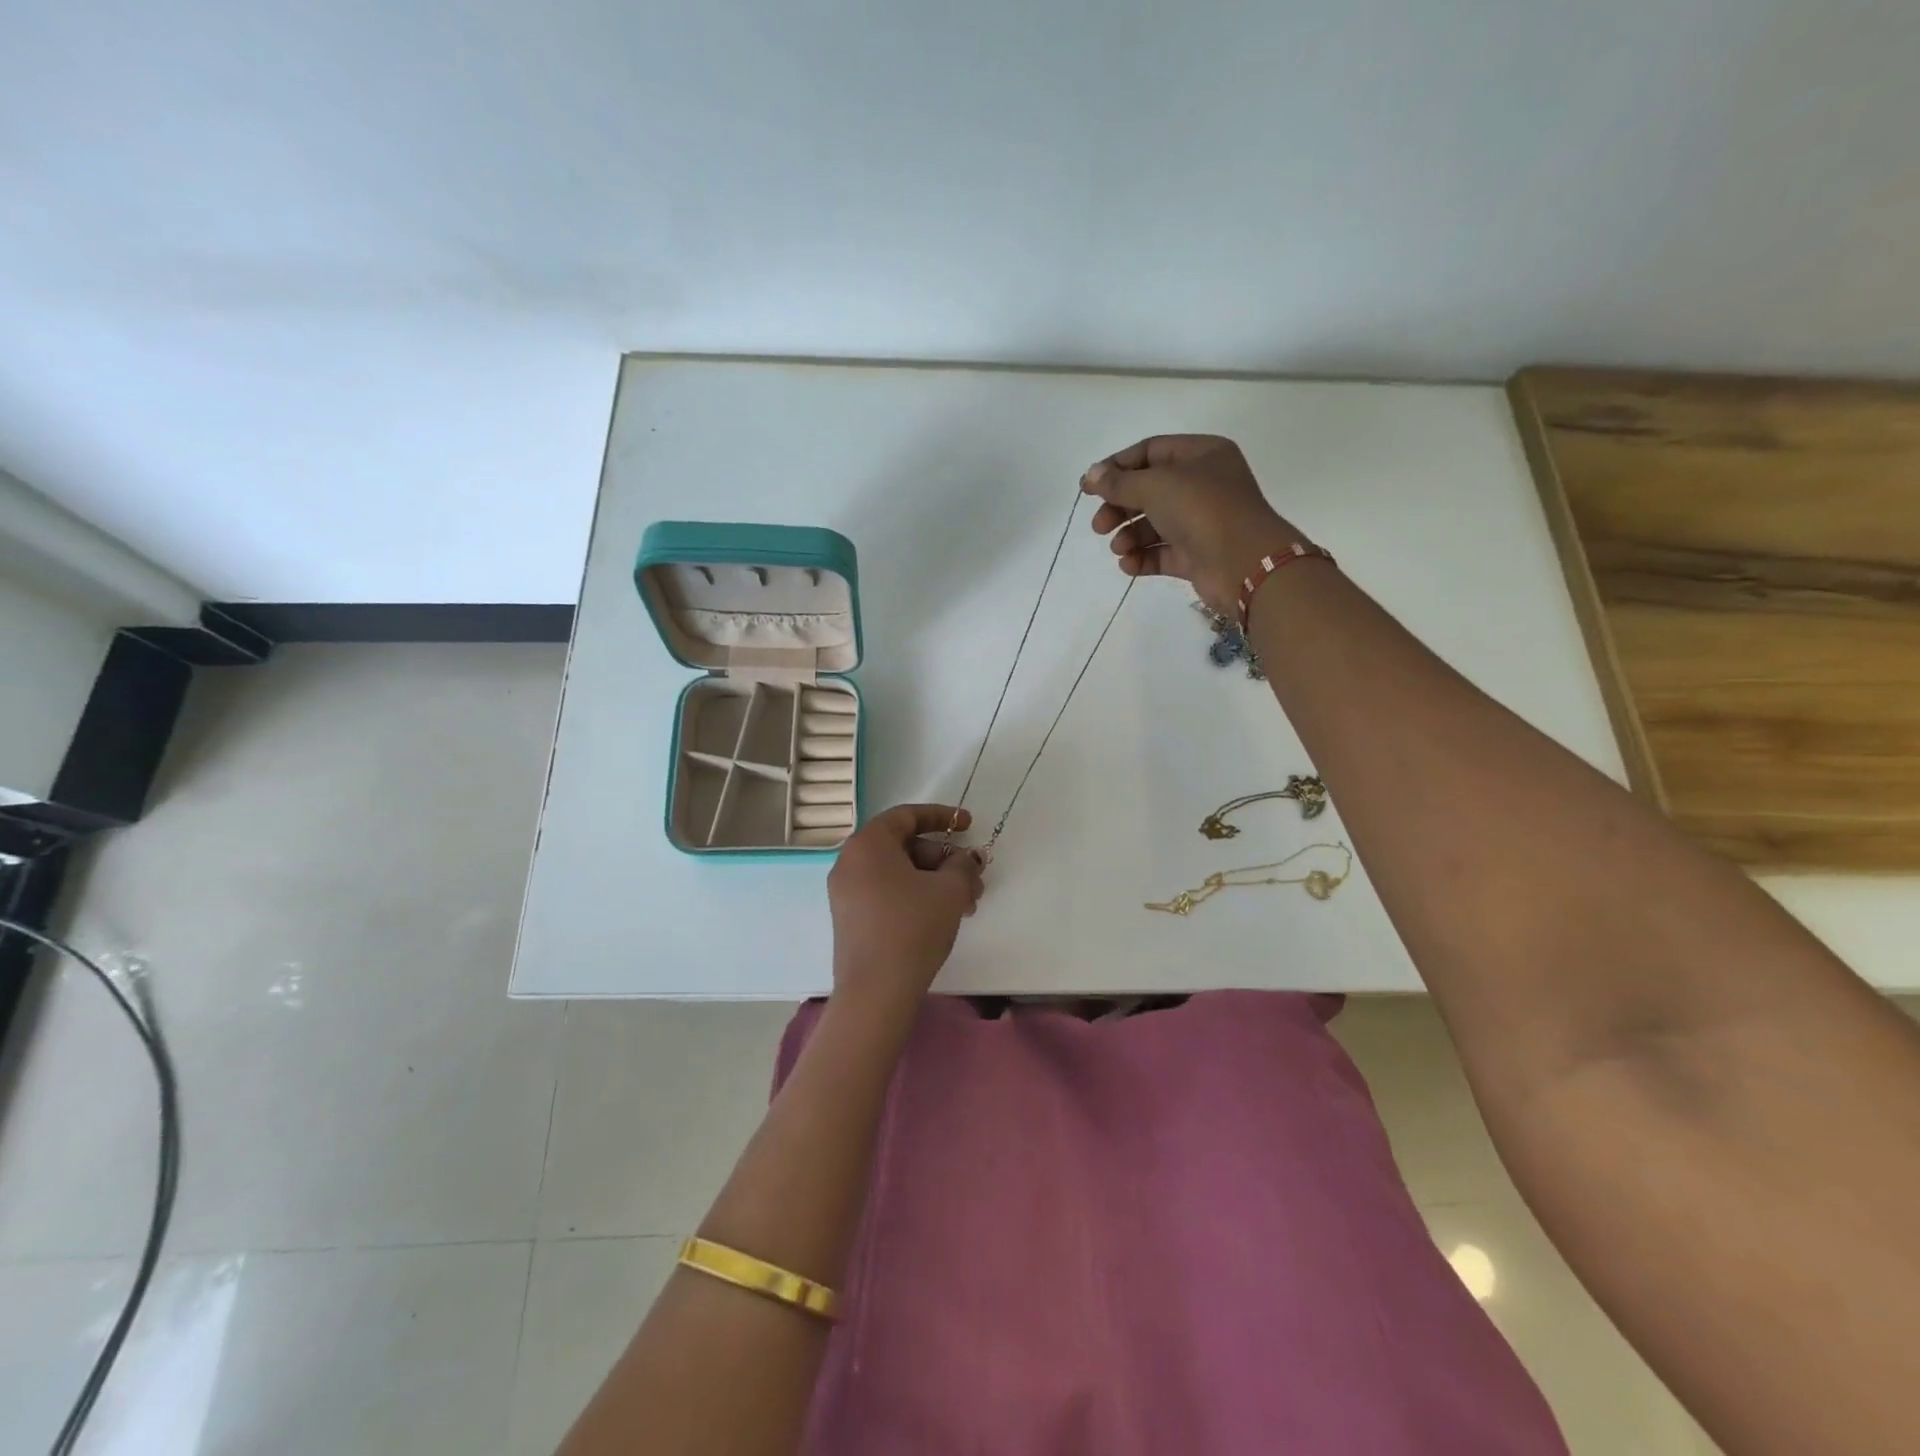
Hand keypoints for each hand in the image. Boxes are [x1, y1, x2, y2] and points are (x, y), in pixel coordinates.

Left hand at [827, 804, 985, 1023]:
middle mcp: (849, 862)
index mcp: (868, 844)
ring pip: (897, 872)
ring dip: (934, 880)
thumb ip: (962, 864)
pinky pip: (885, 892)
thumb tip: (966, 859)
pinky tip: (941, 916)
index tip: (968, 825)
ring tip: (966, 904)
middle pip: (903, 845)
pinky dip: (914, 895)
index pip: (906, 816)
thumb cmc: (913, 927)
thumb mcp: (950, 889)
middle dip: (943, 858)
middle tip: (972, 877)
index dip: (941, 816)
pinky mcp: (850, 919)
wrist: (876, 991)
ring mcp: (846, 892)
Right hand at [1081, 435, 1305, 616]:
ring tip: (1119, 548)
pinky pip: (1162, 553)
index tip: (1088, 488)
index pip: (1150, 452)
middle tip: (1099, 526)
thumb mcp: (1155, 486)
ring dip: (1129, 536)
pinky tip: (1128, 564)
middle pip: (1148, 491)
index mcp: (1201, 455)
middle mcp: (1203, 485)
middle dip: (1119, 508)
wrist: (1243, 563)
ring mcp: (1200, 522)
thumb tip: (1090, 475)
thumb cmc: (1202, 509)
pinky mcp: (1196, 555)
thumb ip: (1118, 483)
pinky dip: (1142, 558)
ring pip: (1154, 524)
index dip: (1117, 467)